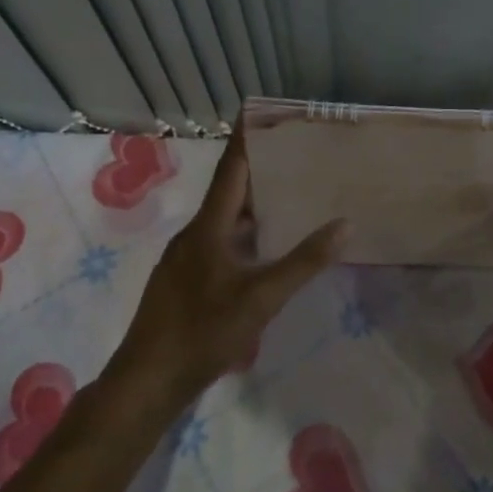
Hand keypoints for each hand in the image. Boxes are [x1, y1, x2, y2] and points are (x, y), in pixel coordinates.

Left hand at [100, 136, 347, 420]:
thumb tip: (345, 225)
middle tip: (293, 155)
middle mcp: (194, 234)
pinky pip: (218, 242)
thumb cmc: (203, 332)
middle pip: (228, 191)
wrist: (147, 381)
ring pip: (223, 219)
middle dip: (258, 170)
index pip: (231, 169)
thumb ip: (303, 262)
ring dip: (252, 204)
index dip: (246, 139)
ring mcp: (185, 259)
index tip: (260, 111)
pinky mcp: (184, 281)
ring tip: (287, 195)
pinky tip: (262, 248)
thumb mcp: (261, 298)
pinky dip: (243, 232)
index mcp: (208, 227)